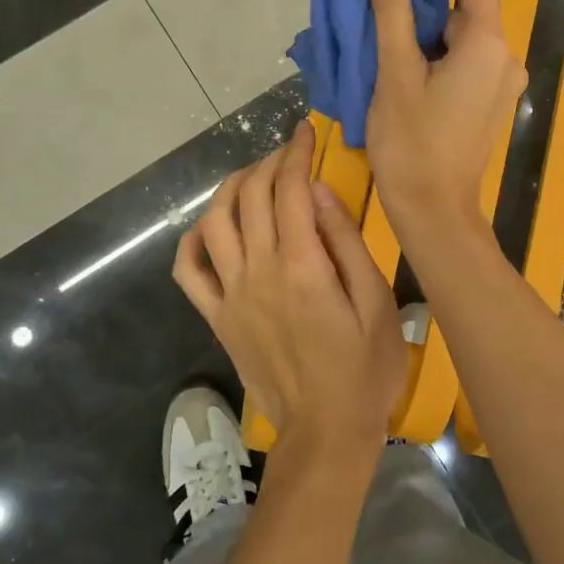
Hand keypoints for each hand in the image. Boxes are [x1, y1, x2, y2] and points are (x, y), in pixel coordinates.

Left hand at [173, 120, 407, 449]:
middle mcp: (258, 271)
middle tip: (288, 152)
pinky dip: (193, 240)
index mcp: (302, 265)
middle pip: (252, 195)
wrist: (324, 430)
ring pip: (214, 221)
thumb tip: (318, 191)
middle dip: (269, 161)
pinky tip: (211, 227)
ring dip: (231, 188)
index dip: (296, 152)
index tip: (306, 132)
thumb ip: (345, 242)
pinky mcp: (216, 317)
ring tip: (254, 178)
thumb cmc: (364, 368)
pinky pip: (188, 271)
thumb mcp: (376, 302)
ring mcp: (231, 294)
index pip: (290, 188)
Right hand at [366, 0, 525, 232]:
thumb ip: (393, 12)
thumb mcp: (395, 72)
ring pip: (465, 40)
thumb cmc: (411, 140)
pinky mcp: (491, 104)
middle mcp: (506, 57)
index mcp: (488, 43)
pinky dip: (440, 58)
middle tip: (381, 0)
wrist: (433, 210)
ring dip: (429, 32)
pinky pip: (468, 65)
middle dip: (427, 1)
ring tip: (385, 34)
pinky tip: (405, 67)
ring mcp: (502, 84)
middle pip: (467, 11)